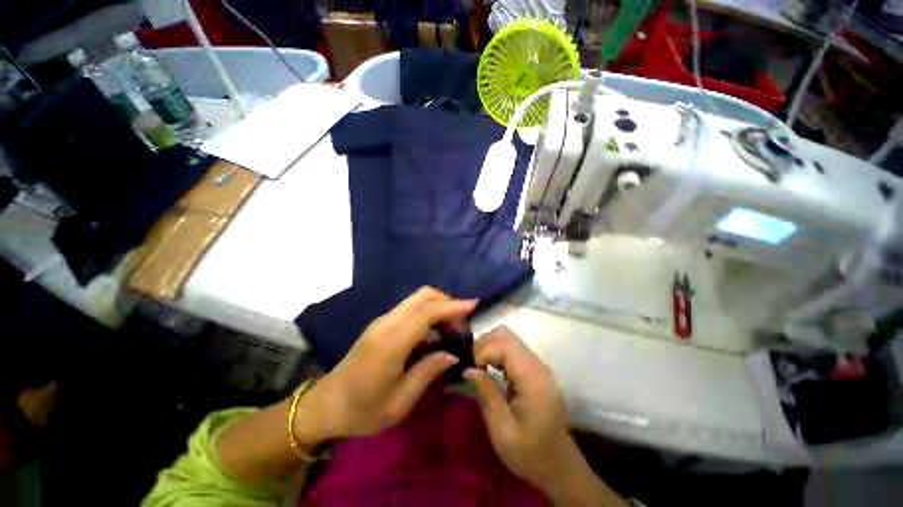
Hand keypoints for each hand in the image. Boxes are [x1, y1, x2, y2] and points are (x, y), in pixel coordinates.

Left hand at [296, 287, 476, 443]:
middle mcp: (387, 323)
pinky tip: (432, 331)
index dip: (451, 306)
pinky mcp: (381, 323)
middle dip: (447, 301)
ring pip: (416, 299)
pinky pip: (409, 308)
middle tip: (462, 321)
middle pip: (422, 296)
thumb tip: (452, 353)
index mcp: (392, 342)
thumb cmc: (362, 410)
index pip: (427, 312)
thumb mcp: (400, 402)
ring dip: (437, 305)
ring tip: (450, 327)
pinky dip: (426, 311)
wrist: (325, 404)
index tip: (473, 305)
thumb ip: (428, 372)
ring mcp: (382, 320)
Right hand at [466, 328, 622, 506]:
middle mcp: (537, 364)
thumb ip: (486, 394)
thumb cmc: (531, 454)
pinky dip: (495, 353)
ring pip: (507, 338)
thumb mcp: (502, 430)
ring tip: (477, 368)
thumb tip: (467, 368)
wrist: (558, 466)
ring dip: (488, 348)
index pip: (503, 344)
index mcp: (533, 378)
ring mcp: (536, 364)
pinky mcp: (533, 368)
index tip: (469, 370)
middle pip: (505, 335)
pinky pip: (510, 349)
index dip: (482, 351)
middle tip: (471, 367)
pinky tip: (489, 369)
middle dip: (483, 345)